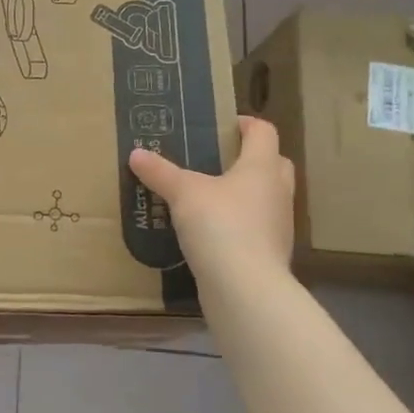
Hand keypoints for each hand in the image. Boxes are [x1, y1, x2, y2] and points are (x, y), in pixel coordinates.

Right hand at [129, 116, 294, 281]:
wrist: (245, 288)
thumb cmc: (220, 225)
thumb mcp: (183, 193)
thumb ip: (160, 173)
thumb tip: (136, 153)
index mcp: (262, 167)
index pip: (264, 132)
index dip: (246, 124)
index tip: (224, 125)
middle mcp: (277, 192)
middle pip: (273, 163)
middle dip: (250, 158)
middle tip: (219, 159)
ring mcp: (278, 225)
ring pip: (265, 198)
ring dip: (245, 193)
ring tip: (209, 196)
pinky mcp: (269, 254)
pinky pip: (255, 228)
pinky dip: (238, 223)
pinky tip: (212, 231)